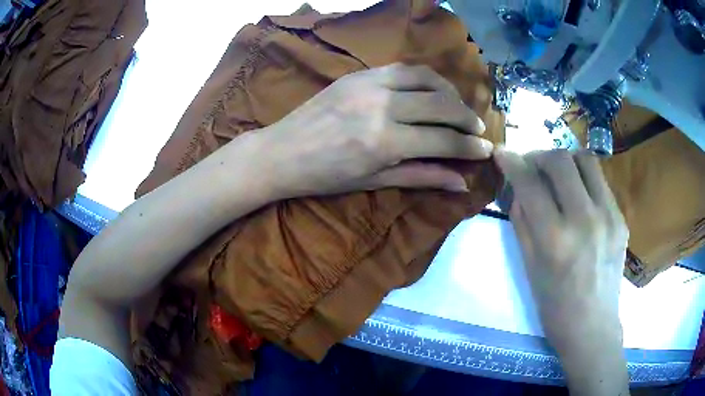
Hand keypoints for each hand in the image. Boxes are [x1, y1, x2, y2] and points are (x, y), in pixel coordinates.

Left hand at [258, 63, 493, 197]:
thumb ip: (422, 177)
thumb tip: (461, 183)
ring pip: (426, 78)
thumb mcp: (375, 181)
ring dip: (450, 92)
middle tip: (478, 129)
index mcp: (385, 142)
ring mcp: (369, 84)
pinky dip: (425, 77)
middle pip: (441, 104)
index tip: (487, 150)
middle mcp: (382, 106)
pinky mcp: (358, 74)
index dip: (470, 146)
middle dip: (467, 117)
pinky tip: (431, 89)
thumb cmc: (325, 177)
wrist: (281, 152)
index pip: (443, 140)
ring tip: (458, 107)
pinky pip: (402, 68)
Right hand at [495, 149, 629, 394]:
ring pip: (586, 160)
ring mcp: (609, 216)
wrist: (592, 326)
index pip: (530, 184)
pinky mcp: (621, 218)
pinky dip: (583, 179)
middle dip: (539, 155)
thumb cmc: (554, 306)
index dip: (512, 162)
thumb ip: (522, 222)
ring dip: (565, 160)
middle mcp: (585, 220)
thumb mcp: (530, 267)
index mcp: (556, 240)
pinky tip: (578, 196)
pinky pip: (600, 182)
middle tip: (531, 166)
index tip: (501, 153)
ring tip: (557, 175)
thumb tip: (517, 188)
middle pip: (561, 160)